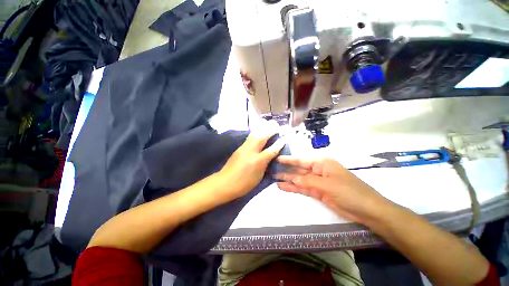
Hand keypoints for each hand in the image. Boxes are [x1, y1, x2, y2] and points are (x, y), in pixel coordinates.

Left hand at [218, 132, 284, 199]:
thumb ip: (265, 165)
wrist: (225, 183)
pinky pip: (249, 138)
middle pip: (262, 138)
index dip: (279, 144)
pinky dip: (255, 133)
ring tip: (268, 126)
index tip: (284, 139)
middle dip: (270, 131)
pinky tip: (258, 132)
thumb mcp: (258, 177)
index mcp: (258, 161)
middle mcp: (251, 151)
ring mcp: (243, 148)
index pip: (271, 150)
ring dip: (262, 130)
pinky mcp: (238, 148)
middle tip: (276, 127)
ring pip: (254, 135)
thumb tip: (270, 157)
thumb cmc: (244, 184)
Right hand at [275, 156, 387, 223]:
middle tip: (272, 170)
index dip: (288, 160)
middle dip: (286, 170)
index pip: (301, 160)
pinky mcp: (317, 192)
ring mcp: (317, 182)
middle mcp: (317, 170)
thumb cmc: (349, 191)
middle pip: (298, 169)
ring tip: (274, 179)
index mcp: (321, 163)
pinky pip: (303, 188)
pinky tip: (283, 187)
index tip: (277, 158)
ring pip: (299, 179)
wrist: (366, 210)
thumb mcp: (327, 184)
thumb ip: (308, 181)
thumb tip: (292, 179)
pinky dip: (293, 188)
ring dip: (287, 180)